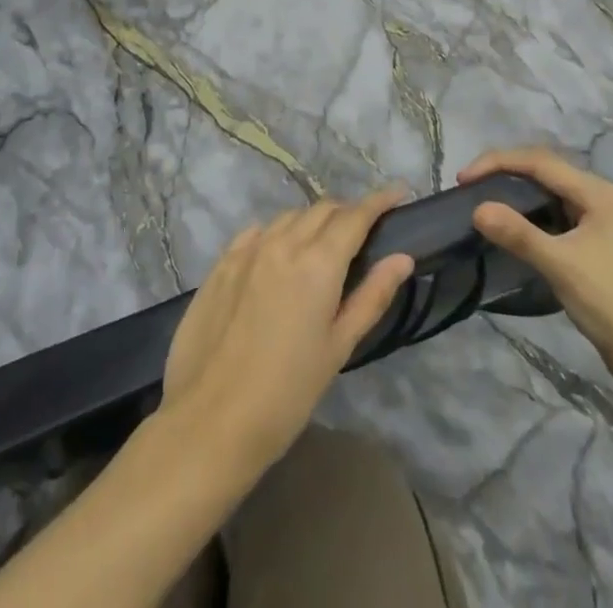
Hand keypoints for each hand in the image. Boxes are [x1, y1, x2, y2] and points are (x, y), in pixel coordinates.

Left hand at [162, 189, 415, 472]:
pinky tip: (278, 253)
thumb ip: (371, 296)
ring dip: (312, 221)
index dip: (380, 200)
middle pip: (323, 209)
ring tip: (322, 245)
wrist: (210, 421)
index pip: (355, 216)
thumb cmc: (286, 393)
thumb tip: (402, 257)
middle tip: (363, 231)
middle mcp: (283, 243)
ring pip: (289, 217)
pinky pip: (257, 232)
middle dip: (348, 212)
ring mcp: (248, 250)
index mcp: (318, 262)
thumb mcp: (338, 348)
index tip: (399, 191)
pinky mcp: (221, 264)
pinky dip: (277, 233)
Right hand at [459, 148, 612, 386]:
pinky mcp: (589, 238)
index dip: (497, 162)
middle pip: (542, 168)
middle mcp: (595, 195)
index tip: (463, 178)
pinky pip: (550, 210)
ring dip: (513, 189)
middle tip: (468, 185)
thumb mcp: (561, 266)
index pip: (538, 161)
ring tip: (480, 198)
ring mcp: (594, 217)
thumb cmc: (610, 303)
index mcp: (595, 192)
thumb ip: (519, 234)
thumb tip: (477, 209)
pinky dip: (525, 210)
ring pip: (545, 189)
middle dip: (503, 170)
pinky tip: (508, 222)